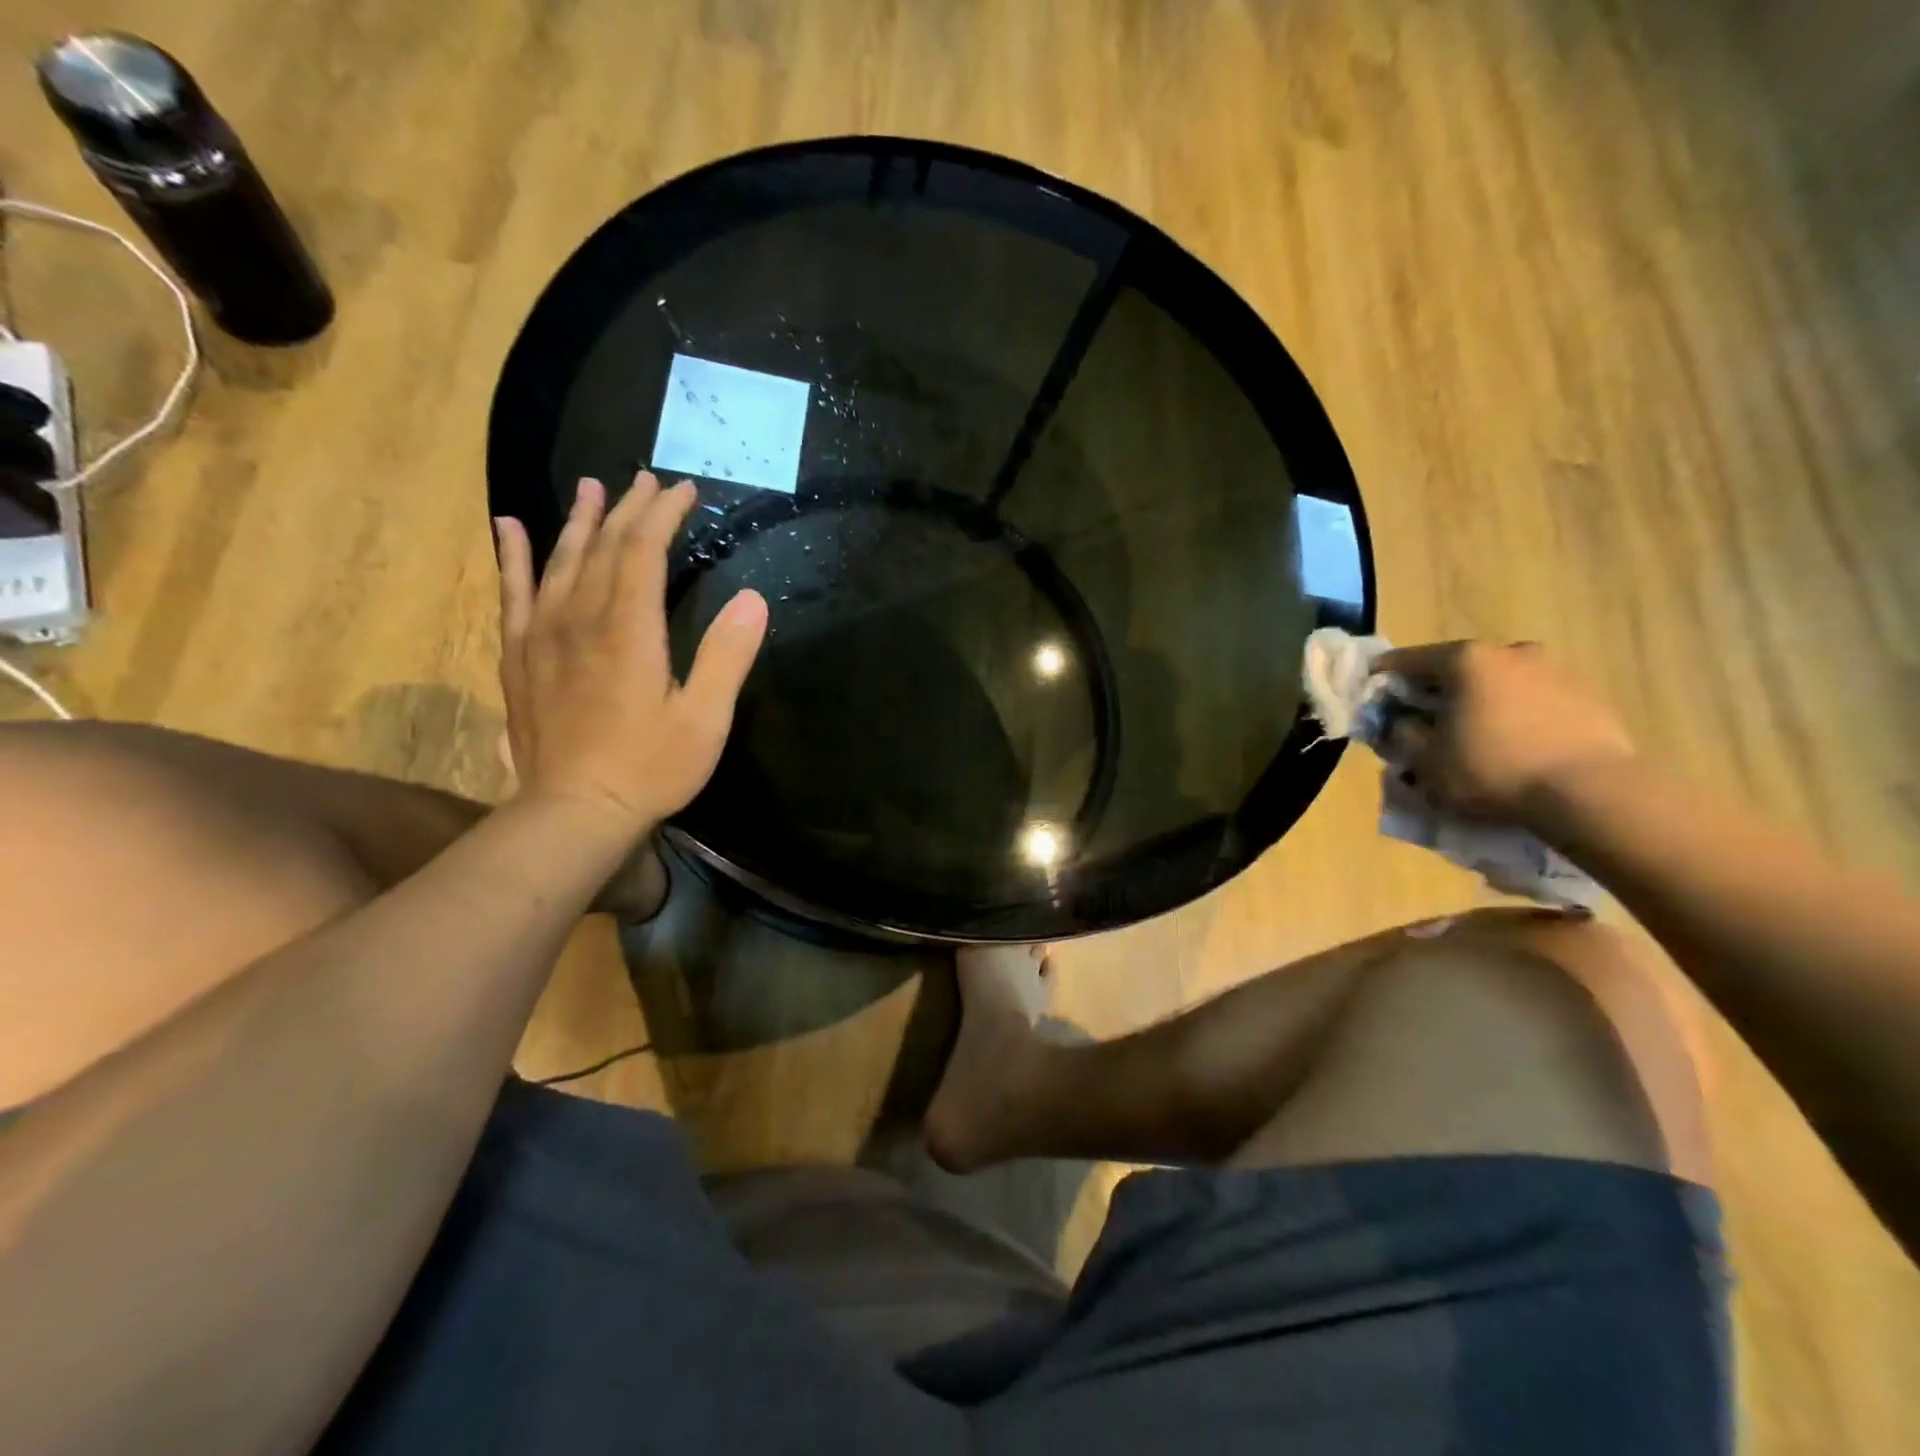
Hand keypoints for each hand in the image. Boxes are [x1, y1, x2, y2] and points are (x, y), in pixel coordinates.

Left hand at [494, 472, 768, 836]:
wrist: (574, 812)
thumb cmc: (649, 768)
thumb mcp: (704, 719)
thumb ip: (727, 656)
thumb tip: (754, 599)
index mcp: (629, 630)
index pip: (643, 552)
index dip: (663, 515)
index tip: (683, 491)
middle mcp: (581, 619)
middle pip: (603, 547)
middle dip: (628, 509)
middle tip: (646, 480)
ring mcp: (542, 636)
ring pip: (559, 561)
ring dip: (579, 521)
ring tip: (591, 488)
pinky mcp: (518, 657)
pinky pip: (514, 593)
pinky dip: (512, 557)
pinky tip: (509, 529)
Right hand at [1375, 640, 1635, 821]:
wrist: (1592, 793)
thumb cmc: (1492, 770)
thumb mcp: (1425, 761)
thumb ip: (1402, 734)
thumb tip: (1402, 722)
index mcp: (1465, 660)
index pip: (1408, 660)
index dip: (1384, 677)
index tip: (1371, 695)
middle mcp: (1510, 652)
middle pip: (1458, 668)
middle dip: (1437, 692)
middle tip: (1425, 721)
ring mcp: (1555, 670)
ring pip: (1499, 683)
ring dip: (1481, 702)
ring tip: (1475, 736)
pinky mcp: (1589, 696)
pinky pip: (1535, 700)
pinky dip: (1517, 715)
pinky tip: (1515, 745)